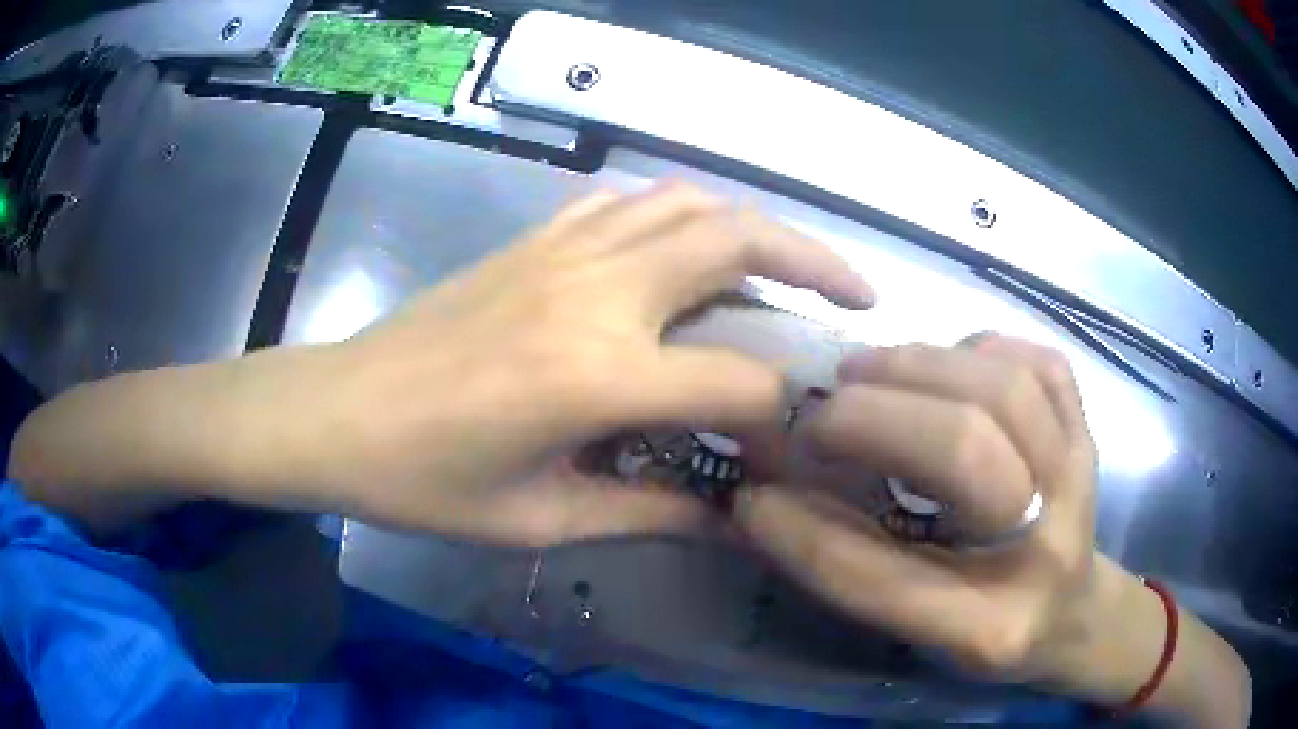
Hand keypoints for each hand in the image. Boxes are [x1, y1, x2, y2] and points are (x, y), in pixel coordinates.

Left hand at [285, 183, 873, 545]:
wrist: (335, 413)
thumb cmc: (422, 482)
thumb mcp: (537, 520)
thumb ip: (646, 511)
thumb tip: (726, 520)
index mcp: (595, 374)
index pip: (740, 381)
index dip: (785, 415)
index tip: (798, 443)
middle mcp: (594, 292)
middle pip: (737, 240)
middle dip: (814, 260)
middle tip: (856, 293)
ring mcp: (562, 252)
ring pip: (687, 203)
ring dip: (754, 226)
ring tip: (789, 265)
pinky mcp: (534, 240)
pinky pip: (629, 203)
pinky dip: (681, 215)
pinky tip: (692, 250)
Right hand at [732, 335, 1098, 675]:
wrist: (1072, 612)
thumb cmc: (987, 629)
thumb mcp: (918, 632)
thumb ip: (853, 569)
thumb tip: (767, 503)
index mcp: (994, 627)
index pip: (891, 582)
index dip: (809, 538)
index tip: (752, 499)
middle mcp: (1048, 548)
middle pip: (969, 452)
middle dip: (877, 419)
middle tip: (819, 415)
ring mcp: (1079, 476)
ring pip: (1005, 388)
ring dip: (921, 367)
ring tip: (866, 373)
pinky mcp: (1087, 432)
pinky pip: (1041, 364)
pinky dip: (985, 349)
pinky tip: (949, 365)